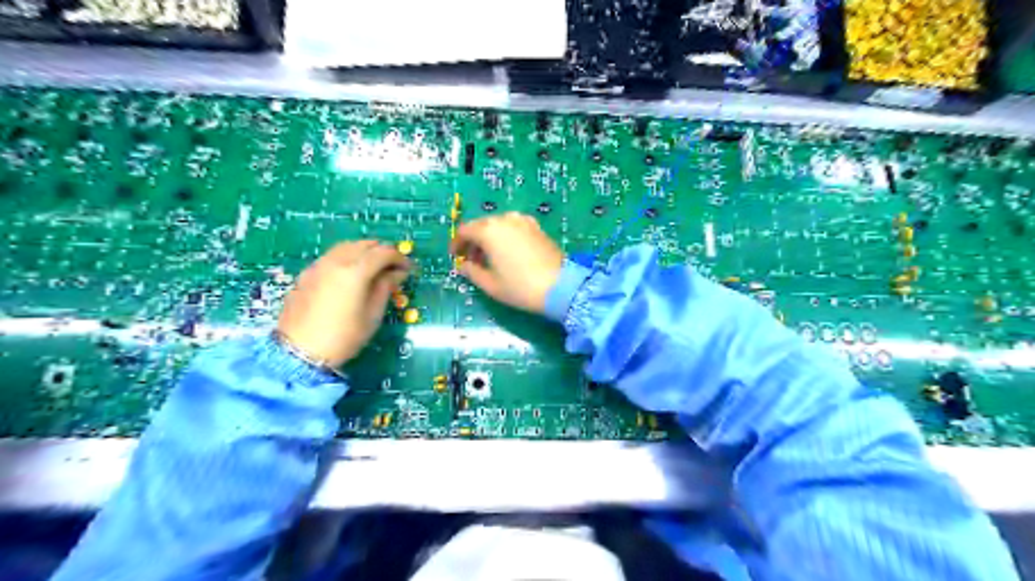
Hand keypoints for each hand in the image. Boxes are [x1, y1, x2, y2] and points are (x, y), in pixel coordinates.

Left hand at [279, 240, 408, 367]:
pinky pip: (332, 256)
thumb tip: (396, 273)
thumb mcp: (373, 315)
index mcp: (355, 271)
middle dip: (382, 252)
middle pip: (365, 244)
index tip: (408, 269)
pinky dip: (347, 258)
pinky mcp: (307, 273)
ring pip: (347, 247)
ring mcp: (319, 265)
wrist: (299, 351)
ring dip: (364, 252)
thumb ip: (385, 287)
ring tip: (373, 269)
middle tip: (392, 268)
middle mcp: (336, 261)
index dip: (400, 258)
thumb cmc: (344, 337)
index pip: (384, 252)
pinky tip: (350, 276)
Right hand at [450, 211, 564, 315]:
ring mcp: (523, 221)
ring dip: (490, 237)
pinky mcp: (537, 227)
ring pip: (498, 225)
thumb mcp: (490, 284)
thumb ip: (472, 272)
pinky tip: (508, 253)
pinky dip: (505, 236)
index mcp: (489, 230)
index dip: (457, 243)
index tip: (455, 257)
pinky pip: (514, 227)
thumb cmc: (520, 287)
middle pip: (481, 225)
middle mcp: (505, 219)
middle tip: (471, 259)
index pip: (465, 231)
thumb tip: (463, 266)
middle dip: (473, 241)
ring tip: (490, 258)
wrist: (560, 286)